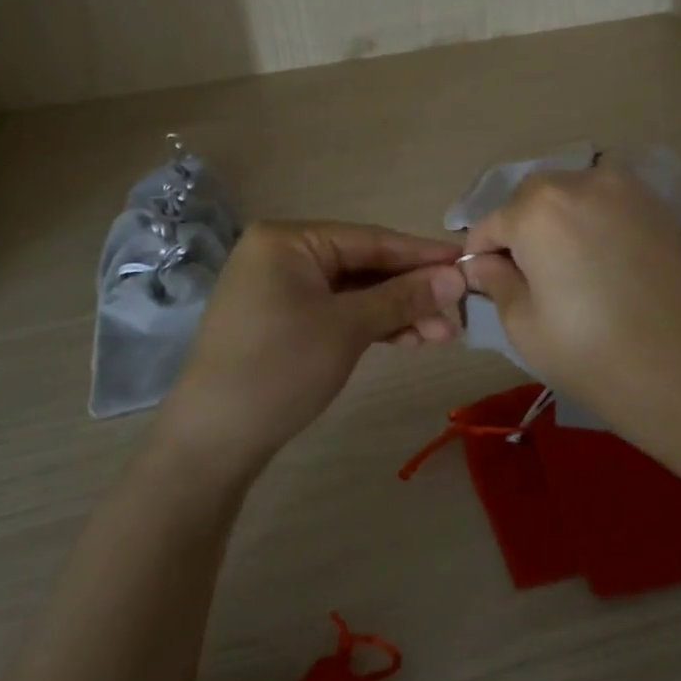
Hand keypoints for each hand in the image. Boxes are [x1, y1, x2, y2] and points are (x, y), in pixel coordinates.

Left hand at [157, 221, 466, 480]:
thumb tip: (457, 276)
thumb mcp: (348, 328)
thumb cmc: (280, 368)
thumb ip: (404, 297)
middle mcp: (282, 254)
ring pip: (354, 293)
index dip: (421, 253)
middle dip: (412, 291)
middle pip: (364, 266)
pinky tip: (409, 340)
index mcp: (288, 240)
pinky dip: (371, 326)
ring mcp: (280, 289)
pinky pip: (337, 312)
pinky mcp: (282, 320)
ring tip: (444, 335)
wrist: (213, 441)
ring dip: (397, 313)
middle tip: (459, 311)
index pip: (370, 239)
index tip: (467, 260)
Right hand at [460, 165, 680, 420]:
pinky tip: (602, 264)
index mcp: (537, 208)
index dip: (482, 258)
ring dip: (556, 223)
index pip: (489, 225)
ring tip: (568, 273)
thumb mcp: (525, 327)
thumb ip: (496, 282)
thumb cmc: (596, 355)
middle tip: (530, 282)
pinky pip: (604, 202)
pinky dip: (591, 222)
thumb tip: (484, 263)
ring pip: (568, 196)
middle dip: (519, 232)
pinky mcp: (655, 204)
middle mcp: (578, 181)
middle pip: (529, 201)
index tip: (488, 288)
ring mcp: (623, 188)